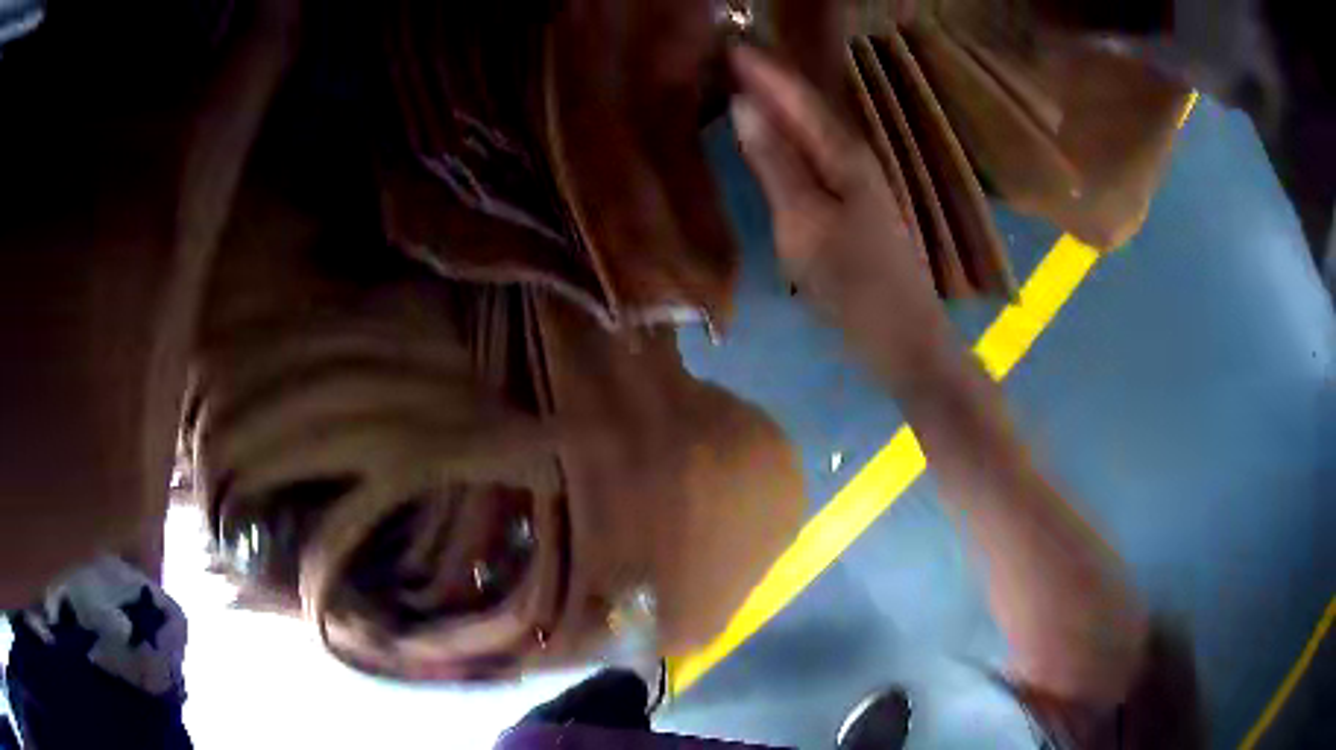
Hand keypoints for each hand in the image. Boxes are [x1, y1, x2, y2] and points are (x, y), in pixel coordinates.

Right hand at [729, 45, 958, 393]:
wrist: (902, 336)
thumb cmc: (853, 282)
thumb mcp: (805, 221)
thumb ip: (776, 162)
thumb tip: (745, 105)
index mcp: (842, 152)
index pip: (795, 95)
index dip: (761, 68)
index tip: (726, 40)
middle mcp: (852, 156)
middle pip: (805, 106)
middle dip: (769, 79)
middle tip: (727, 56)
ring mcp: (855, 181)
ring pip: (810, 128)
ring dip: (777, 105)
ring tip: (741, 84)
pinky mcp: (852, 204)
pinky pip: (812, 153)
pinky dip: (788, 137)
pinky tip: (773, 138)